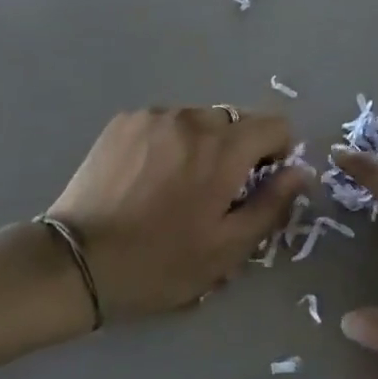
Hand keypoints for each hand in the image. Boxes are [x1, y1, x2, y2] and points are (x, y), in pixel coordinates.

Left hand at [47, 106, 312, 321]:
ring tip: (176, 187)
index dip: (277, 153)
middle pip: (236, 122)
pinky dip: (169, 142)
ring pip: (199, 121)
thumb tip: (300, 172)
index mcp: (223, 149)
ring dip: (201, 145)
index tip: (259, 185)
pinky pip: (165, 122)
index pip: (275, 124)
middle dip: (237, 151)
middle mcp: (191, 119)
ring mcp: (154, 116)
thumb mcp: (227, 248)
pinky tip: (148, 178)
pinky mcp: (124, 121)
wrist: (77, 261)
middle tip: (215, 193)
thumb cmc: (159, 263)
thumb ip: (272, 204)